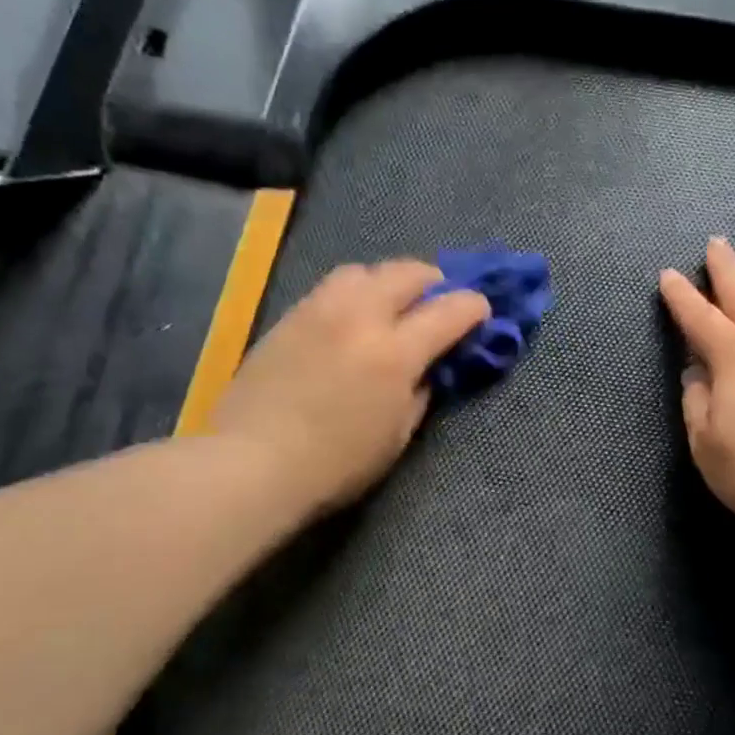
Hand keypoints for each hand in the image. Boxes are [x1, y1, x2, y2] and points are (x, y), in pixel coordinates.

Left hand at [215, 260, 488, 515]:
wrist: (252, 462)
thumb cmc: (336, 464)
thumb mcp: (397, 436)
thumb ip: (419, 392)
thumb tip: (427, 367)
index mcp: (394, 353)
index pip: (449, 311)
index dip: (474, 307)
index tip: (482, 313)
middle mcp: (360, 317)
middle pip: (407, 272)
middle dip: (434, 281)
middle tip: (440, 302)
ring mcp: (319, 311)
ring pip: (364, 270)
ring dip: (389, 281)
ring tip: (392, 304)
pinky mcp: (289, 317)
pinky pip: (332, 287)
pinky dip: (355, 293)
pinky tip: (352, 318)